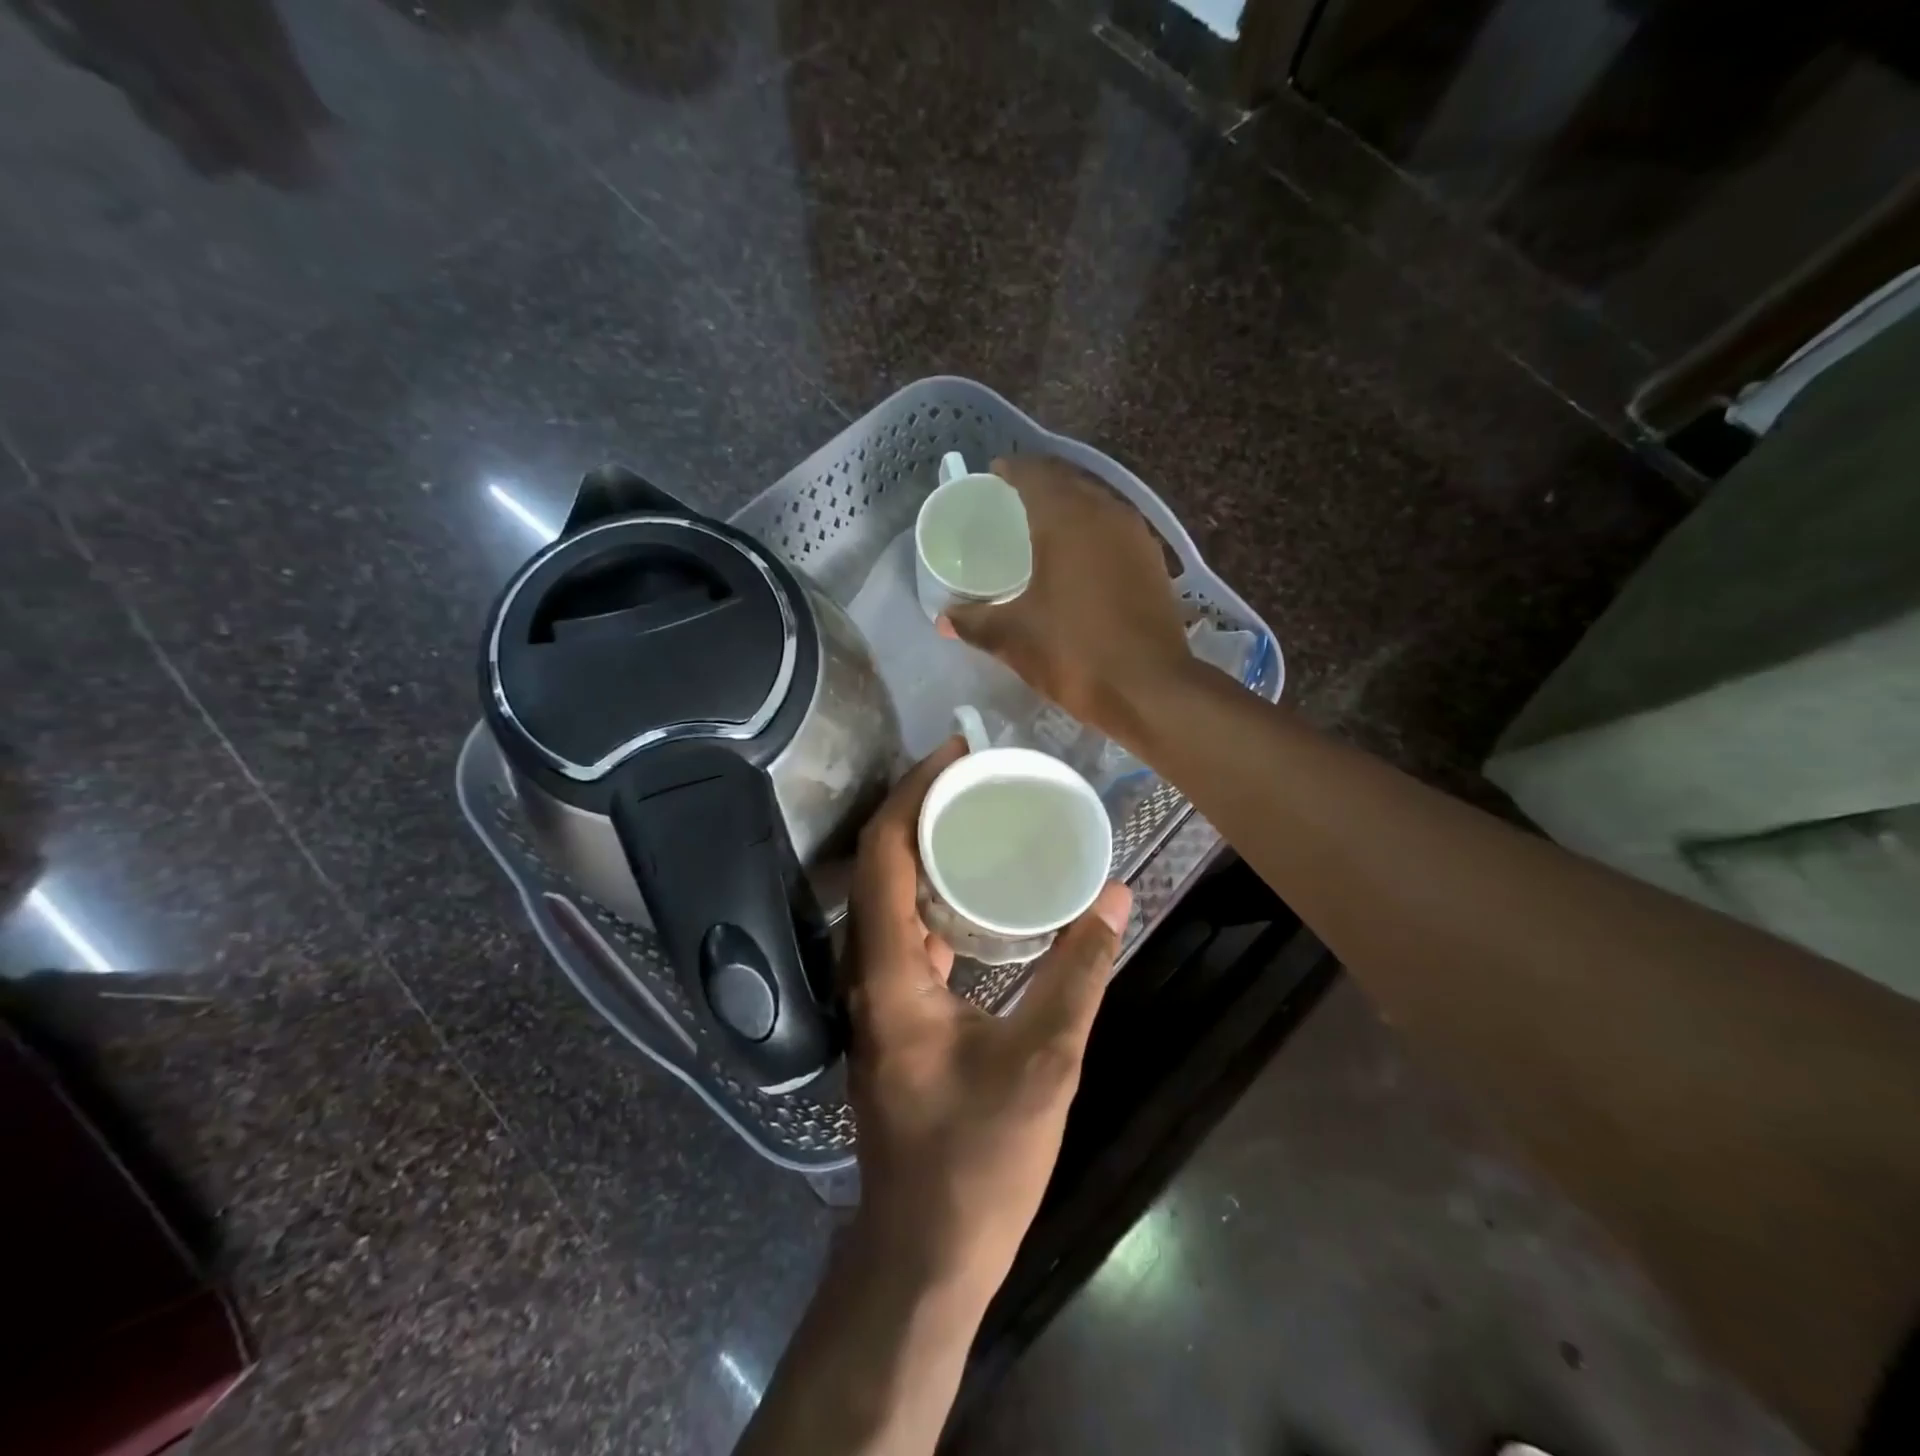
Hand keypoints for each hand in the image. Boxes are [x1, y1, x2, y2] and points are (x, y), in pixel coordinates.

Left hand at [846, 737, 1132, 1298]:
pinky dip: (937, 898)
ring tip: (981, 817)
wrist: (925, 1252)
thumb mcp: (1044, 1061)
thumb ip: (1079, 973)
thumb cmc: (977, 1161)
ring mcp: (878, 995)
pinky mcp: (897, 1015)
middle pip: (881, 865)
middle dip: (922, 809)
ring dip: (927, 852)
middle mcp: (867, 971)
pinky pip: (908, 933)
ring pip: (892, 899)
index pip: (885, 852)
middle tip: (978, 776)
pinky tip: (978, 895)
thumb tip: (1113, 898)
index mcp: (888, 970)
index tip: (957, 752)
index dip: (914, 791)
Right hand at [938, 454, 1190, 736]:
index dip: (1010, 471)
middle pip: (1067, 482)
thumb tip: (943, 619)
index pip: (1034, 474)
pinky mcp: (1153, 562)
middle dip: (1038, 485)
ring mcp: (1136, 537)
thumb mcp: (1013, 638)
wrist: (1150, 689)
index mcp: (1067, 519)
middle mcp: (1105, 514)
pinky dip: (1092, 532)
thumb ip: (974, 622)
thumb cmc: (1074, 653)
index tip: (991, 478)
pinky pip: (1114, 530)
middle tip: (1010, 504)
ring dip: (1069, 507)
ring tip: (1041, 527)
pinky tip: (1078, 558)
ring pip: (1096, 504)